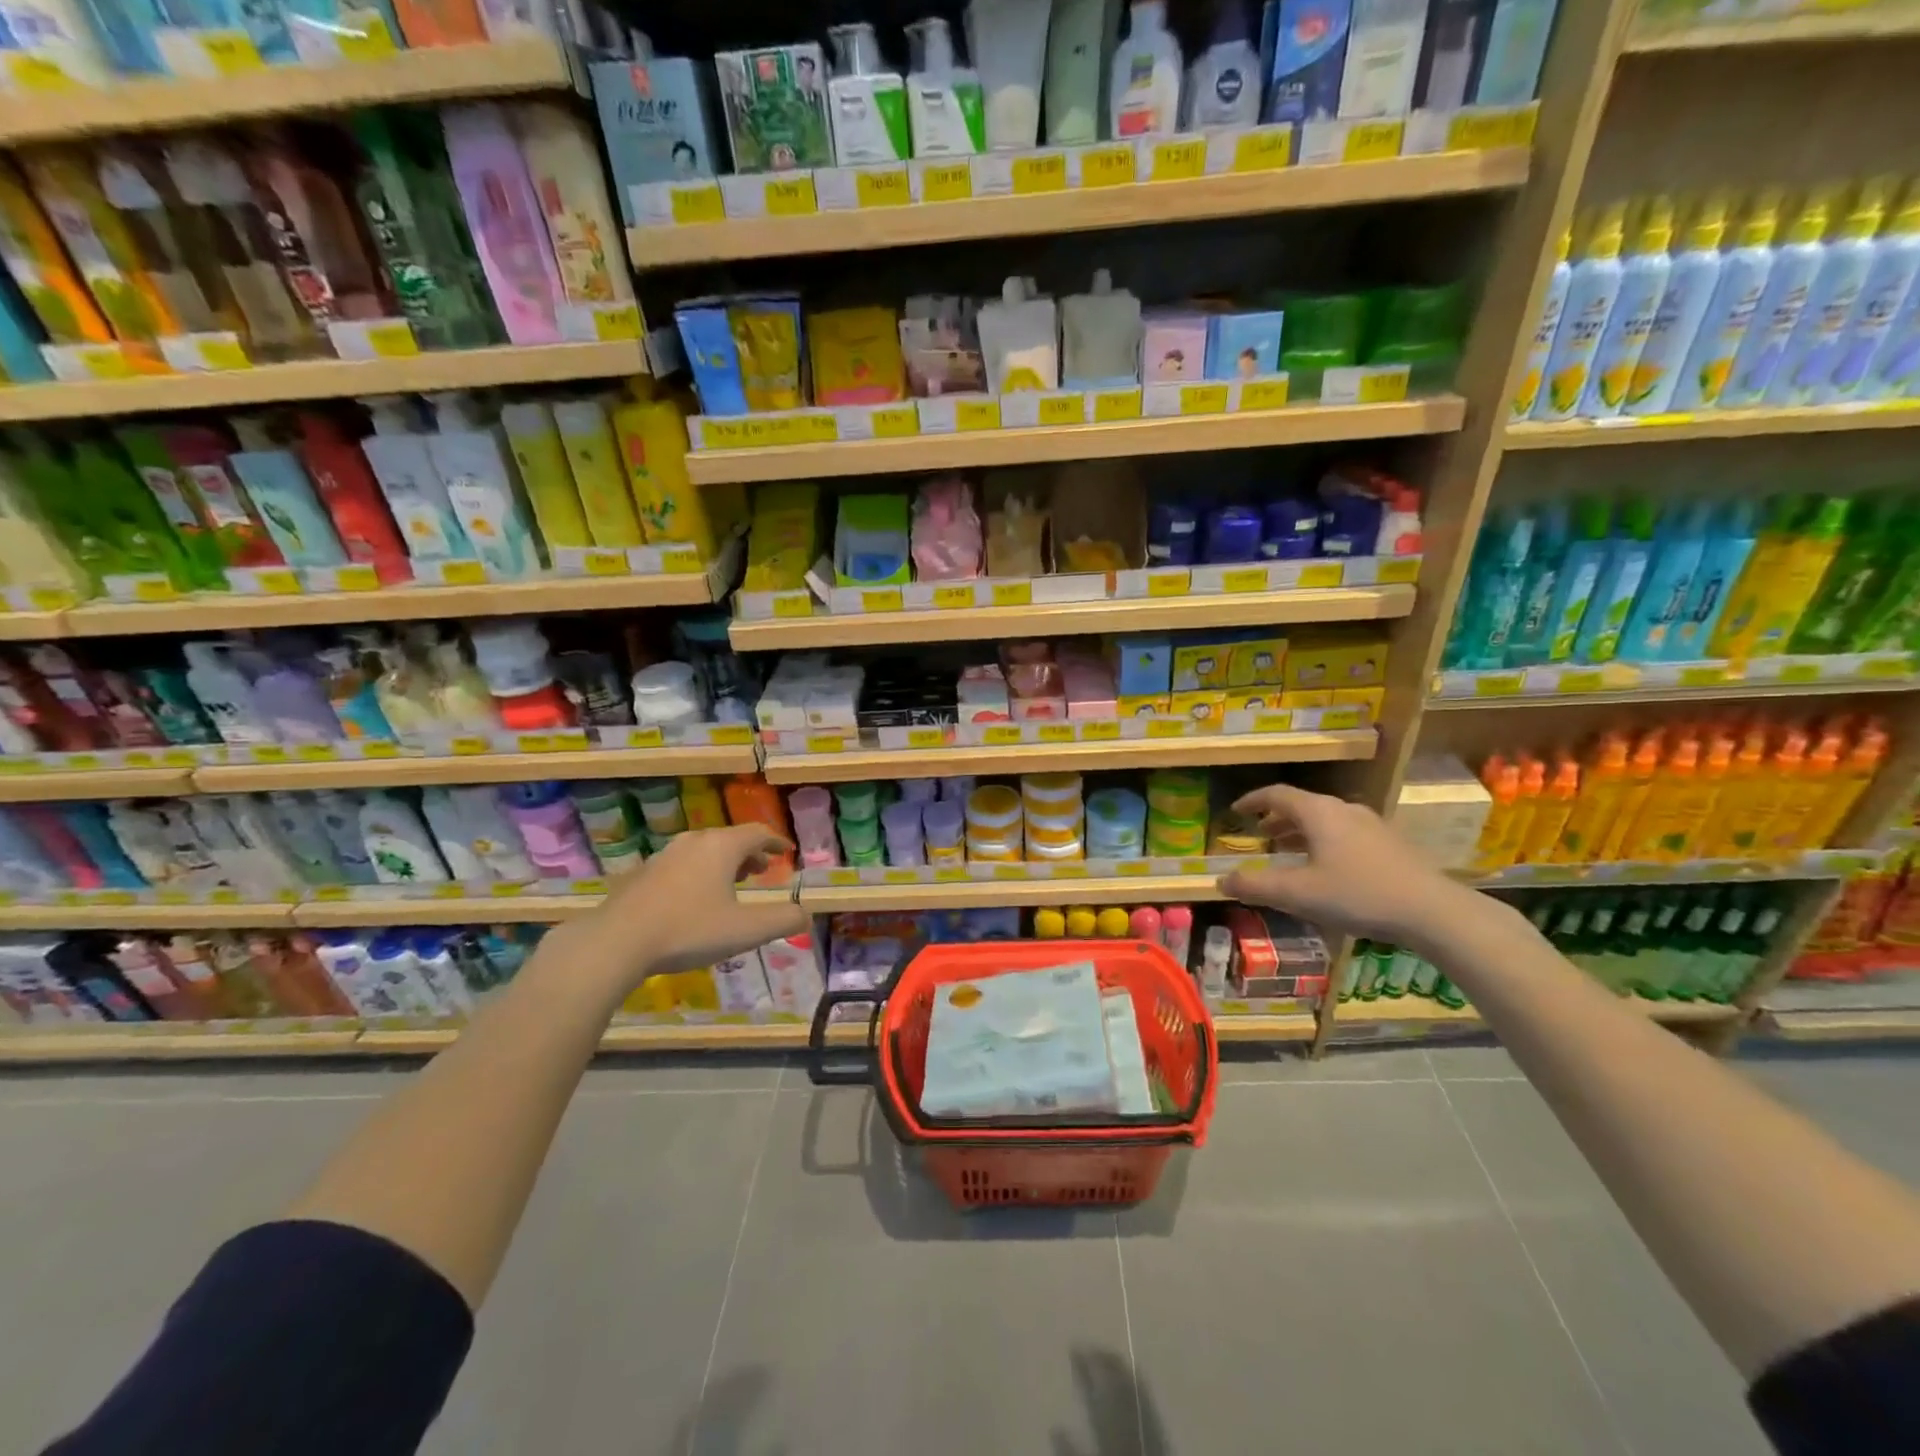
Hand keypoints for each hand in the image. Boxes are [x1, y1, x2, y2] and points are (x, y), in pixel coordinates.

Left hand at [548, 825, 808, 993]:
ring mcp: (663, 856)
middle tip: (761, 869)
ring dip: (722, 863)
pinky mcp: (641, 875)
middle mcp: (694, 842)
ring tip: (730, 884)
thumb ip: (782, 921)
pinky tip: (692, 900)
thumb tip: (806, 914)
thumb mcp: (746, 930)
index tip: (787, 850)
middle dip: (749, 853)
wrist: (616, 942)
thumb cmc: (689, 930)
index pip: (758, 833)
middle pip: (729, 839)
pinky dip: (697, 874)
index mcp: (722, 847)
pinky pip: (680, 866)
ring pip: (702, 851)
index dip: (776, 841)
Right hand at [1218, 784, 1477, 951]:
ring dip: (1301, 831)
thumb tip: (1221, 880)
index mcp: (1318, 812)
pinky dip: (1324, 841)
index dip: (1252, 800)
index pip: (1276, 794)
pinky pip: (1345, 832)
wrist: (1433, 911)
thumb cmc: (1357, 894)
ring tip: (1288, 850)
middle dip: (1277, 818)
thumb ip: (1256, 886)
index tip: (1236, 811)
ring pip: (1326, 819)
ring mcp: (1371, 824)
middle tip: (1260, 834)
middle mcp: (1344, 809)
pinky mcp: (1391, 843)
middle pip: (1302, 804)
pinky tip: (1327, 868)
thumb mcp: (1298, 894)